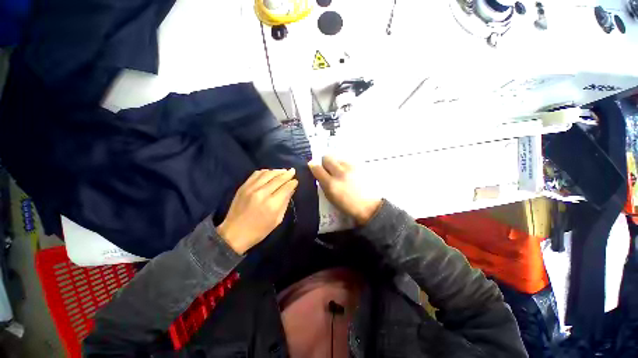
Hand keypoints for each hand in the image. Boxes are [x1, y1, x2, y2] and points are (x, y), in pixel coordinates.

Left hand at [218, 169, 297, 253]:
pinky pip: (256, 174)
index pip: (286, 188)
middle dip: (287, 174)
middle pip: (278, 179)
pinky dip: (265, 171)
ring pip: (267, 174)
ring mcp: (251, 188)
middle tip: (293, 171)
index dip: (292, 183)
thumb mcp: (277, 220)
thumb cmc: (259, 231)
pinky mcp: (243, 186)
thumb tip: (291, 189)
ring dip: (277, 171)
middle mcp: (262, 193)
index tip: (296, 181)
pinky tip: (270, 172)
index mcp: (272, 204)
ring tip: (283, 171)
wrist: (234, 233)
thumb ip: (285, 202)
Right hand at [309, 156, 380, 224]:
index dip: (313, 166)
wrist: (369, 206)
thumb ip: (323, 183)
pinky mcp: (360, 166)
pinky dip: (345, 164)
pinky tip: (349, 172)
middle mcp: (340, 173)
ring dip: (336, 163)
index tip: (314, 168)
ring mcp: (351, 168)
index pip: (316, 167)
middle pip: (327, 157)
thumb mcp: (330, 197)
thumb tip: (317, 171)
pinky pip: (347, 160)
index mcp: (331, 184)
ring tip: (340, 172)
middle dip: (325, 162)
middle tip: (328, 170)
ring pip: (337, 157)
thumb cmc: (347, 205)